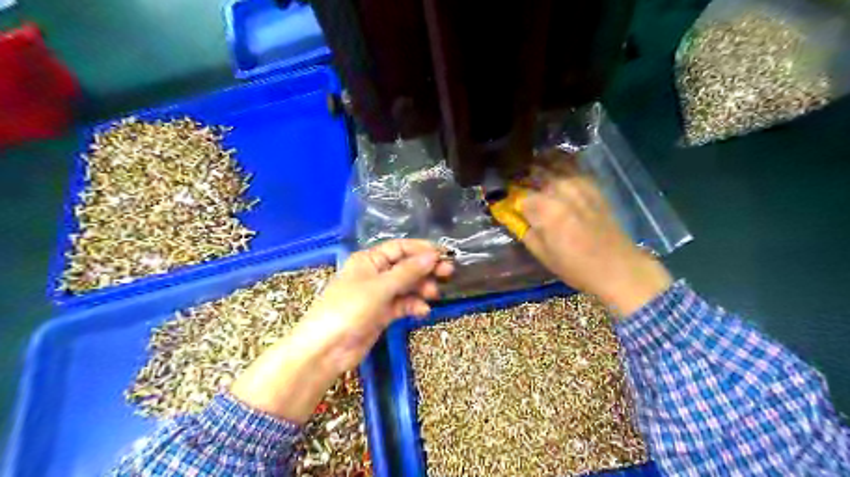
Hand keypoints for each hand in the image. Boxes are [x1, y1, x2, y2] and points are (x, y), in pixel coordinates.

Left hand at [302, 238, 453, 372]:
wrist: (326, 350)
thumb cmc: (350, 309)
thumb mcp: (380, 287)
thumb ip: (408, 272)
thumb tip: (433, 255)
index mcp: (369, 260)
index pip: (400, 248)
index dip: (422, 249)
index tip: (444, 254)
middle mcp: (375, 273)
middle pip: (405, 266)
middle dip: (425, 269)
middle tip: (448, 272)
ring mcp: (378, 295)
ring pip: (406, 286)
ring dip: (421, 288)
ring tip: (434, 294)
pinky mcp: (382, 314)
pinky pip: (402, 304)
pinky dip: (413, 305)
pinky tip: (423, 311)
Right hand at [519, 152, 671, 315]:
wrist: (616, 266)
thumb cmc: (574, 266)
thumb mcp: (541, 253)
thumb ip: (524, 230)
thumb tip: (511, 214)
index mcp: (545, 209)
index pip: (519, 195)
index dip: (510, 198)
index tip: (506, 201)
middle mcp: (560, 190)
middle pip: (534, 173)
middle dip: (522, 177)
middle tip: (516, 183)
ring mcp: (579, 184)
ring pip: (553, 163)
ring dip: (539, 164)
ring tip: (532, 170)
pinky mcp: (593, 185)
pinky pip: (574, 165)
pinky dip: (561, 161)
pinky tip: (554, 166)